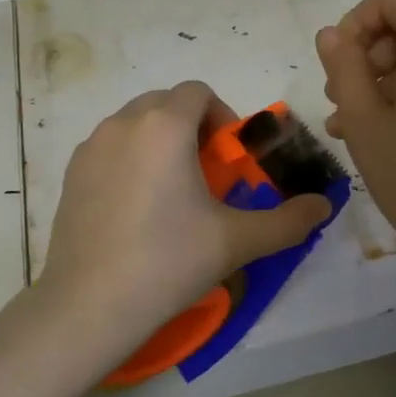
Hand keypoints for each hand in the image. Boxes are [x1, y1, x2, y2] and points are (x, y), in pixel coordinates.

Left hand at [37, 82, 332, 366]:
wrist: (90, 304)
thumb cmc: (169, 261)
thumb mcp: (237, 241)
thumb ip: (288, 220)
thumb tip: (324, 206)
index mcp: (164, 126)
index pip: (198, 92)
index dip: (222, 117)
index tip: (228, 160)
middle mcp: (122, 124)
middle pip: (166, 103)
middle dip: (191, 128)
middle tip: (205, 177)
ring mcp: (90, 148)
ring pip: (134, 125)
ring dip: (160, 143)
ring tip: (171, 194)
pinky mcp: (71, 174)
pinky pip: (109, 149)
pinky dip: (130, 161)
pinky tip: (135, 211)